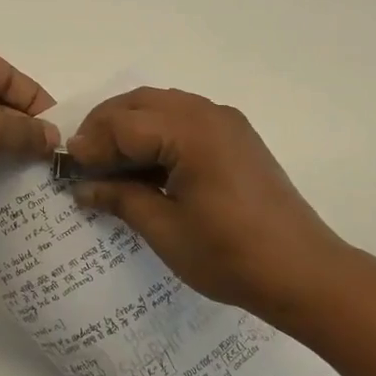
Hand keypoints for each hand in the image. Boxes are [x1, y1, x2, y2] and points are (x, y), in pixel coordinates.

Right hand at [67, 87, 345, 325]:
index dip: (91, 143)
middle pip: (140, 102)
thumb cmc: (231, 255)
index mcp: (190, 132)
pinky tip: (148, 164)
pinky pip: (185, 117)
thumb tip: (84, 187)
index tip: (70, 169)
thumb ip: (121, 198)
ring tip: (111, 162)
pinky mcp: (237, 136)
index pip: (123, 123)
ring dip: (131, 125)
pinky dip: (157, 131)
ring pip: (162, 104)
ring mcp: (227, 122)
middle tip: (85, 160)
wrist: (305, 273)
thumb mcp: (165, 230)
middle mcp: (208, 114)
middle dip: (106, 126)